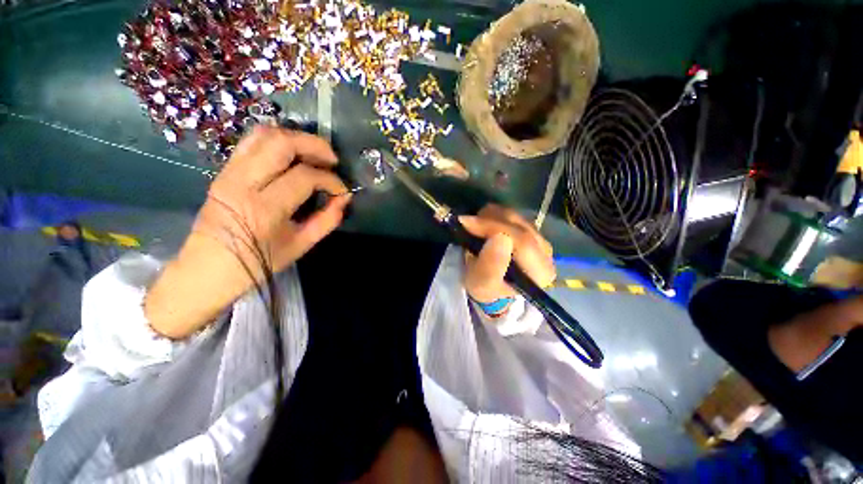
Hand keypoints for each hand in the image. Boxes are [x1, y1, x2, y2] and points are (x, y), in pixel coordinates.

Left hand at [146, 127, 349, 338]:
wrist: (208, 268)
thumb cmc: (259, 262)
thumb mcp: (301, 245)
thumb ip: (327, 220)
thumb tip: (344, 198)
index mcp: (264, 208)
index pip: (305, 177)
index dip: (330, 180)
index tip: (342, 190)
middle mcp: (243, 182)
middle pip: (282, 143)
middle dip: (315, 145)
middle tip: (332, 160)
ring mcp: (229, 172)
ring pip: (264, 134)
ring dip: (295, 138)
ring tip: (314, 153)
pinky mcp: (224, 170)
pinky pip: (251, 142)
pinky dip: (277, 140)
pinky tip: (292, 154)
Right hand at [459, 204, 555, 303]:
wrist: (488, 283)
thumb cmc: (486, 288)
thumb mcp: (483, 285)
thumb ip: (491, 267)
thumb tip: (500, 238)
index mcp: (541, 272)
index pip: (523, 242)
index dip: (494, 229)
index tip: (467, 224)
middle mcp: (546, 252)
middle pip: (518, 225)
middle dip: (488, 222)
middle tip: (465, 224)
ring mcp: (538, 236)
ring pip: (512, 216)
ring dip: (488, 218)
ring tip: (473, 230)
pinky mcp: (527, 227)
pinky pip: (508, 213)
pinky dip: (491, 215)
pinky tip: (482, 227)